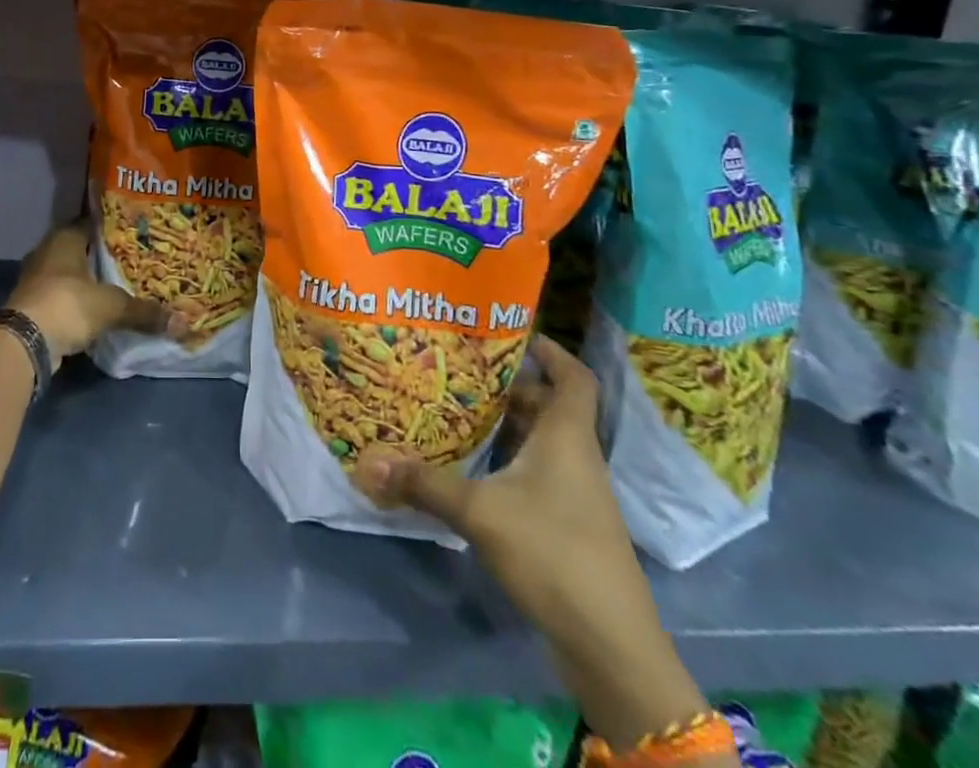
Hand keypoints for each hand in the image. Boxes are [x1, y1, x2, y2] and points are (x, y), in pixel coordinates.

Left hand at [4, 222, 185, 359]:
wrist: (25, 341)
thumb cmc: (68, 304)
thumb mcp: (112, 306)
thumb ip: (145, 311)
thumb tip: (183, 322)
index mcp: (64, 238)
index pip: (92, 223)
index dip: (113, 227)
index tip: (135, 232)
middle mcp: (47, 251)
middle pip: (80, 248)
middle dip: (102, 254)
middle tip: (133, 258)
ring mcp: (37, 278)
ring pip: (69, 272)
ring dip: (88, 279)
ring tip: (119, 283)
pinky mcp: (33, 303)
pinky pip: (62, 295)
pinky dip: (78, 300)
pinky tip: (98, 307)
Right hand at [353, 336, 706, 745]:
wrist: (611, 646)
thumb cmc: (553, 553)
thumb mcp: (481, 512)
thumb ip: (425, 484)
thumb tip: (368, 462)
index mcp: (567, 437)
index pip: (574, 377)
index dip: (550, 351)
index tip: (511, 332)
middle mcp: (575, 457)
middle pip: (547, 406)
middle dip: (507, 386)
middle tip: (459, 369)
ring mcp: (575, 495)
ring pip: (539, 442)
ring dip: (504, 426)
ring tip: (455, 409)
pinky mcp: (567, 526)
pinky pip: (535, 474)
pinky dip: (506, 462)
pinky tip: (471, 467)